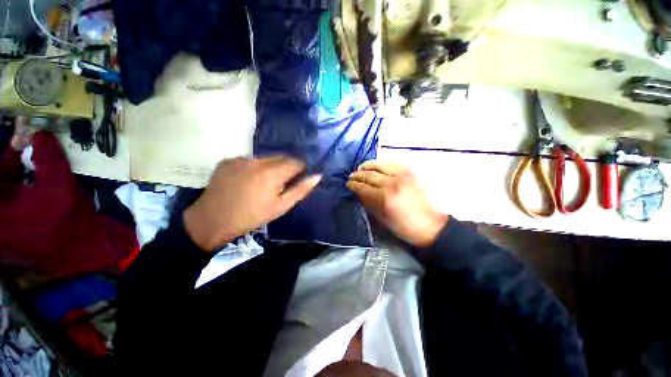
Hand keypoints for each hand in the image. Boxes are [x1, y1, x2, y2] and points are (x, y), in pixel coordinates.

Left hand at [184, 156, 320, 250]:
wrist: (212, 220)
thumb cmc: (252, 216)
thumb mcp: (281, 207)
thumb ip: (301, 190)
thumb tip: (317, 176)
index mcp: (272, 173)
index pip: (296, 162)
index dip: (301, 168)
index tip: (300, 177)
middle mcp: (257, 161)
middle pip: (281, 158)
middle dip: (286, 168)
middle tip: (282, 183)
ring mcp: (240, 159)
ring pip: (265, 159)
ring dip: (269, 167)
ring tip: (263, 184)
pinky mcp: (228, 160)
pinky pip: (248, 160)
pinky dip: (253, 168)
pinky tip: (247, 181)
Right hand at [347, 160, 447, 247]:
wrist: (430, 225)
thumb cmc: (404, 227)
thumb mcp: (382, 218)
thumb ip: (369, 203)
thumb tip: (359, 193)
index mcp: (384, 197)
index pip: (363, 187)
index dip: (353, 185)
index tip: (348, 184)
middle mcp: (392, 182)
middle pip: (369, 174)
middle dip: (358, 175)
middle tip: (351, 176)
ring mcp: (402, 175)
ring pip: (379, 164)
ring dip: (368, 165)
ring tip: (361, 168)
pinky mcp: (409, 173)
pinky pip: (392, 163)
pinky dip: (381, 163)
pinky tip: (376, 166)